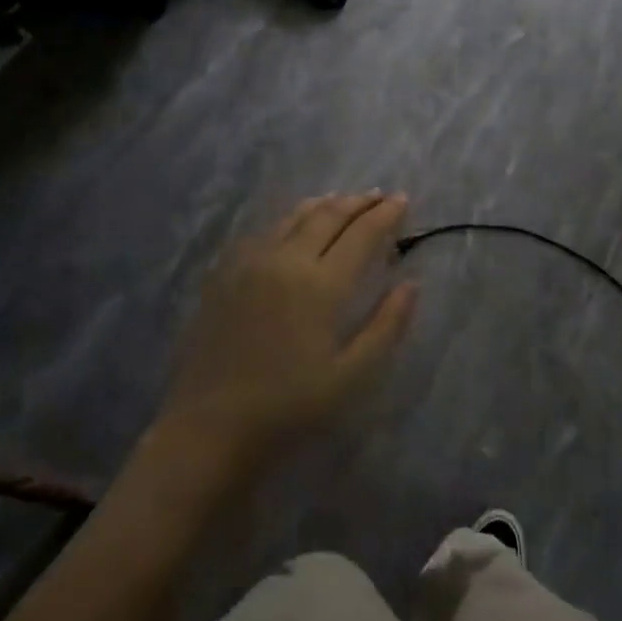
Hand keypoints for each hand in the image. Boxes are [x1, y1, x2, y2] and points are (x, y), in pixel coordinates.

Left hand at [159, 193, 416, 465]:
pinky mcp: (225, 273)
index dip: (385, 214)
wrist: (210, 425)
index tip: (403, 199)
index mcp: (321, 284)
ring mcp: (251, 263)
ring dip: (325, 205)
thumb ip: (386, 325)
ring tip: (344, 201)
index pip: (361, 234)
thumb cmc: (289, 405)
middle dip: (359, 202)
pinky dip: (292, 219)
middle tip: (380, 195)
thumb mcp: (351, 375)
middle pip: (328, 216)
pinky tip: (295, 225)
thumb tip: (411, 284)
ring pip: (294, 217)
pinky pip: (266, 231)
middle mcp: (286, 260)